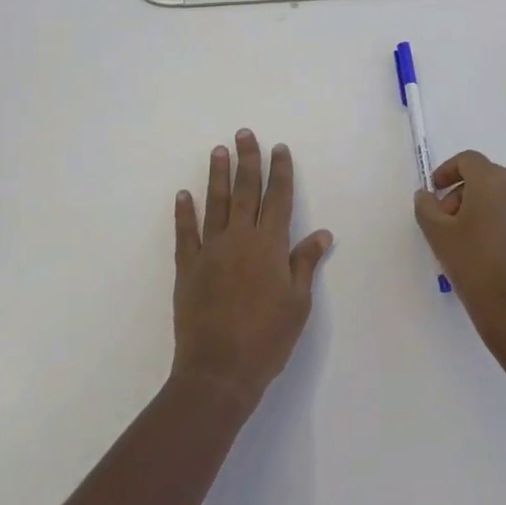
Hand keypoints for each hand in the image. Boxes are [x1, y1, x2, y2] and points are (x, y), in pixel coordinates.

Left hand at [173, 130, 332, 405]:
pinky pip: (186, 233)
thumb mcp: (297, 303)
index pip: (278, 198)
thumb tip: (322, 233)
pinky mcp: (188, 267)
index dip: (280, 172)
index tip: (279, 148)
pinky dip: (184, 213)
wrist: (219, 371)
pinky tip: (183, 195)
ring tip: (218, 150)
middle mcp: (241, 239)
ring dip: (217, 175)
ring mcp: (211, 251)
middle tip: (245, 133)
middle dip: (248, 160)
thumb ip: (305, 263)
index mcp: (270, 245)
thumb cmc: (267, 339)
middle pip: (246, 191)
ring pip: (216, 203)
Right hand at [413, 150, 505, 346]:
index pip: (468, 160)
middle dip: (459, 191)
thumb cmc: (474, 265)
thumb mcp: (438, 234)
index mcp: (492, 181)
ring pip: (497, 196)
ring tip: (459, 238)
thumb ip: (426, 207)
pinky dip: (492, 220)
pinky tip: (481, 251)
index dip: (446, 171)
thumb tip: (427, 195)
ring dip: (475, 206)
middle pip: (483, 176)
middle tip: (442, 219)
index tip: (434, 192)